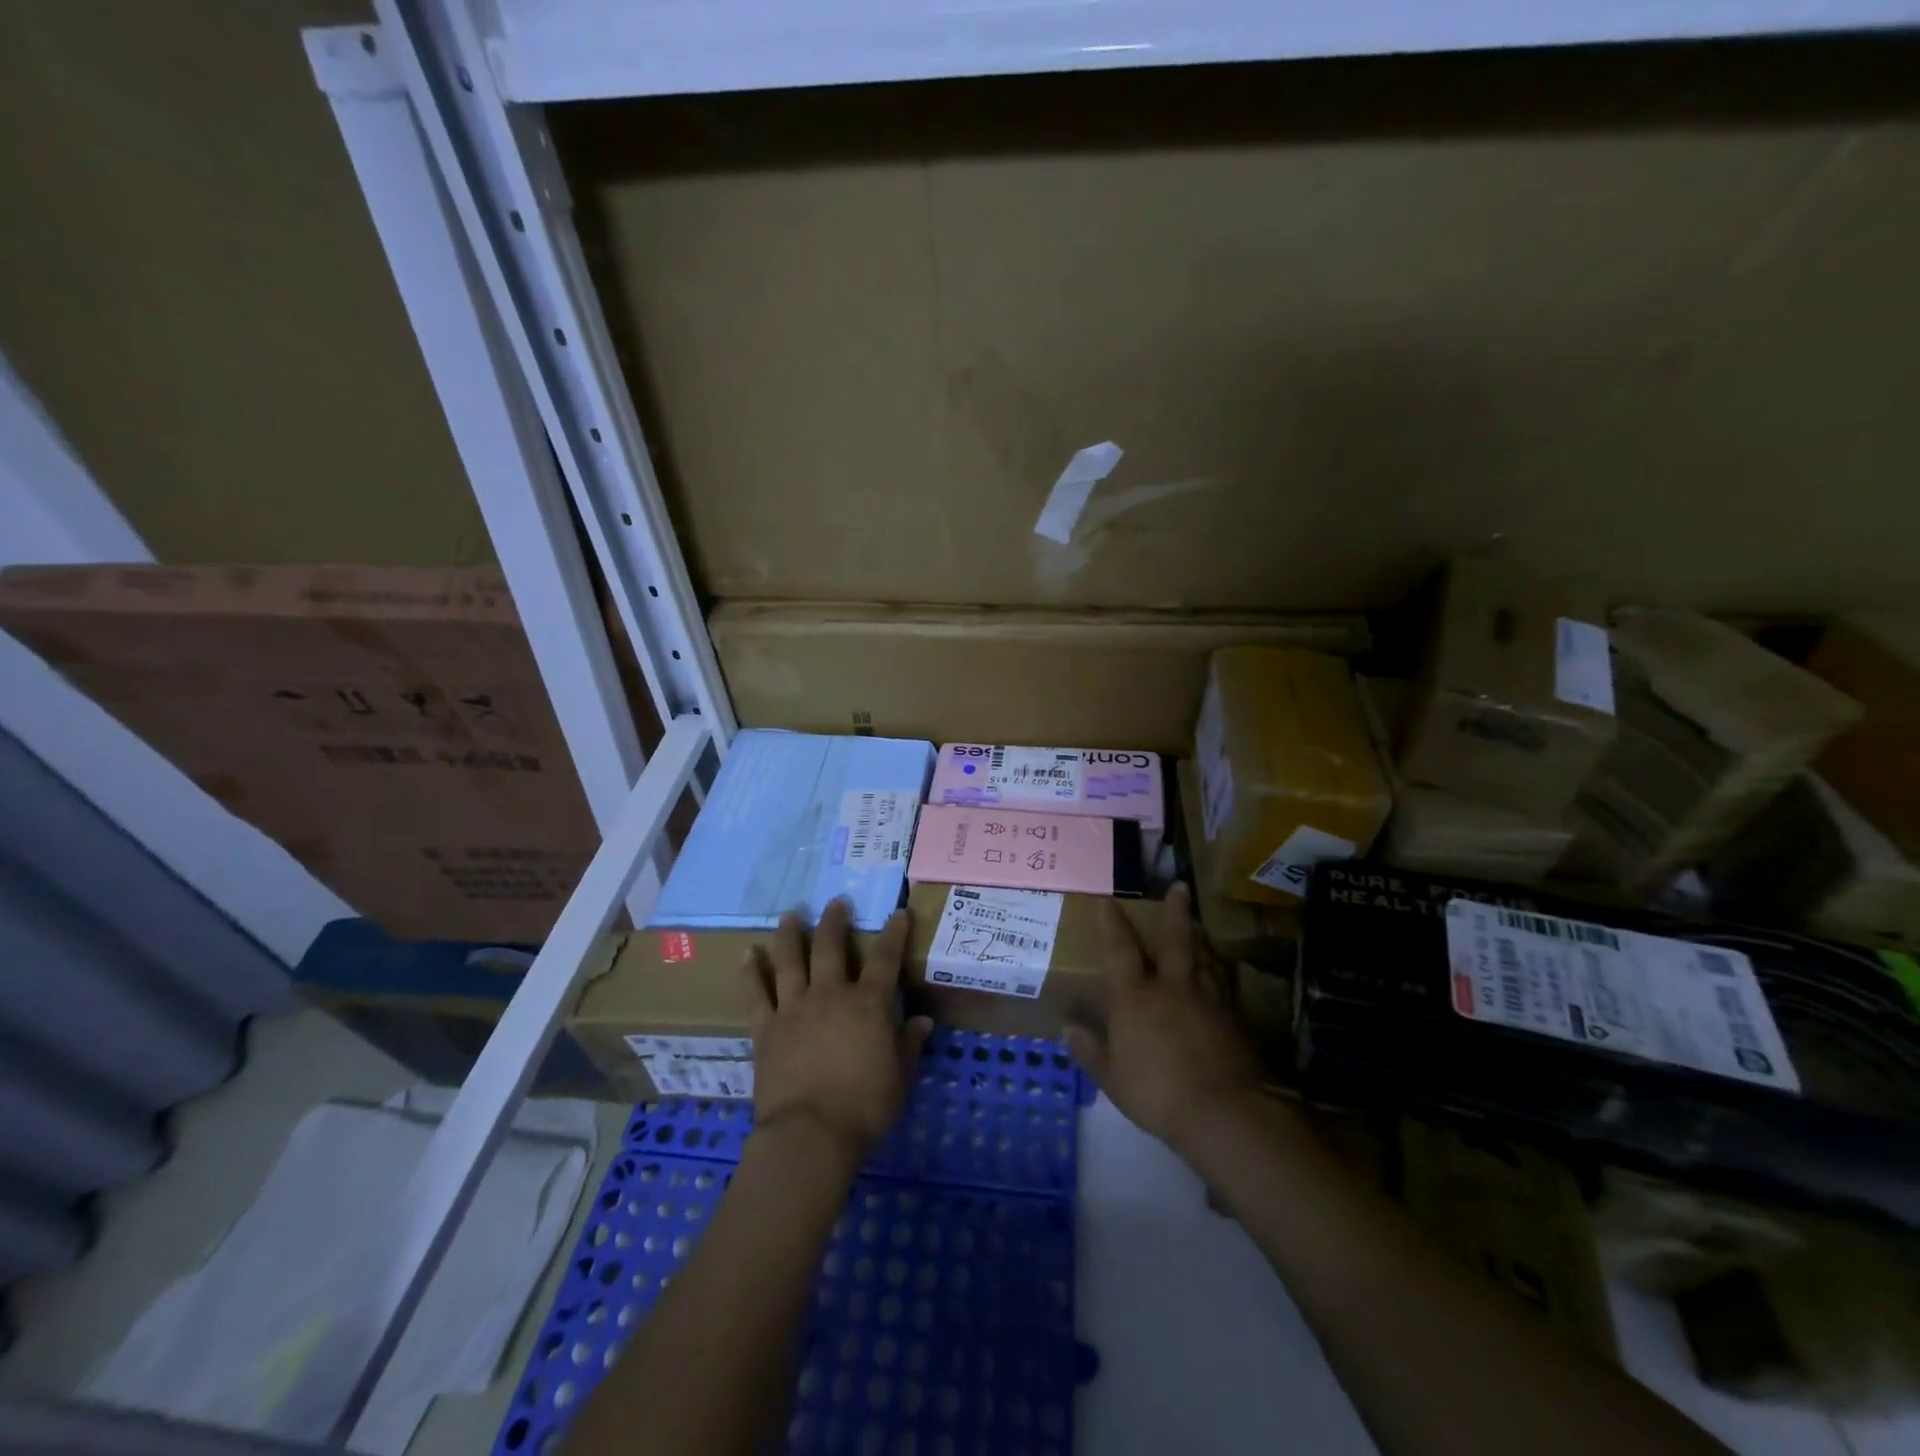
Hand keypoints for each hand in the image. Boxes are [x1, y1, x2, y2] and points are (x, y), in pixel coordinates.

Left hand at [740, 898, 931, 1163]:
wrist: (810, 1135)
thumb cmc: (864, 1108)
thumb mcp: (900, 1078)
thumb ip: (910, 1044)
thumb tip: (924, 1020)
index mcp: (868, 1004)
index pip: (886, 958)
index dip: (894, 933)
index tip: (899, 912)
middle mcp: (830, 994)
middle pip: (830, 946)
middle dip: (835, 921)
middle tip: (835, 902)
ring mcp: (794, 1007)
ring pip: (790, 960)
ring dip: (790, 935)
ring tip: (790, 915)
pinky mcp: (766, 1028)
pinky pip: (755, 993)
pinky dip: (750, 973)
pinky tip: (747, 954)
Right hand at [1065, 883, 1262, 1151]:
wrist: (1224, 1111)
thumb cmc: (1157, 1093)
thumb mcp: (1113, 1078)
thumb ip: (1091, 1051)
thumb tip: (1068, 1028)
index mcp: (1136, 997)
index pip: (1120, 950)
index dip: (1112, 924)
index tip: (1108, 900)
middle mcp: (1172, 987)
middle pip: (1175, 940)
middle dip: (1175, 912)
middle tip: (1179, 886)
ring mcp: (1208, 999)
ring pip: (1204, 957)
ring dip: (1199, 938)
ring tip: (1198, 924)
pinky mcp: (1235, 1018)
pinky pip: (1224, 984)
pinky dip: (1219, 971)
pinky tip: (1221, 971)